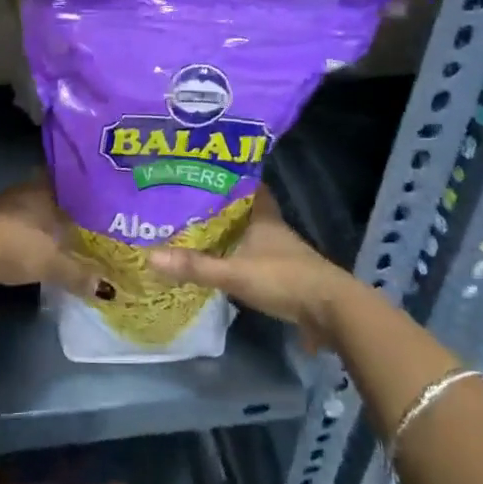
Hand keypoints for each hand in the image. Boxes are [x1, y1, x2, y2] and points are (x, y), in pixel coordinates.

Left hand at [0, 178, 102, 295]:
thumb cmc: (19, 247)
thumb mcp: (54, 265)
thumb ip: (78, 274)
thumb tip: (105, 288)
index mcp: (41, 193)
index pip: (61, 183)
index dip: (72, 191)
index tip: (84, 199)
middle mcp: (19, 193)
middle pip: (40, 196)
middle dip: (52, 208)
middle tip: (69, 221)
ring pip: (20, 209)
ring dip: (30, 221)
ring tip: (46, 235)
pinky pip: (3, 224)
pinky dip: (12, 234)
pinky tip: (18, 246)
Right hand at [148, 187, 357, 348]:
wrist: (331, 312)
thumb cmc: (285, 279)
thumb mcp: (235, 273)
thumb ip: (195, 266)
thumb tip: (150, 256)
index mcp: (264, 218)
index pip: (249, 186)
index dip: (231, 177)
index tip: (205, 171)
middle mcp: (274, 231)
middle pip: (246, 212)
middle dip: (222, 208)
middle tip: (189, 203)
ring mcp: (282, 255)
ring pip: (250, 236)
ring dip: (230, 235)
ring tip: (197, 232)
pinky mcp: (285, 278)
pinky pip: (254, 260)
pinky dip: (238, 259)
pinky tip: (220, 265)